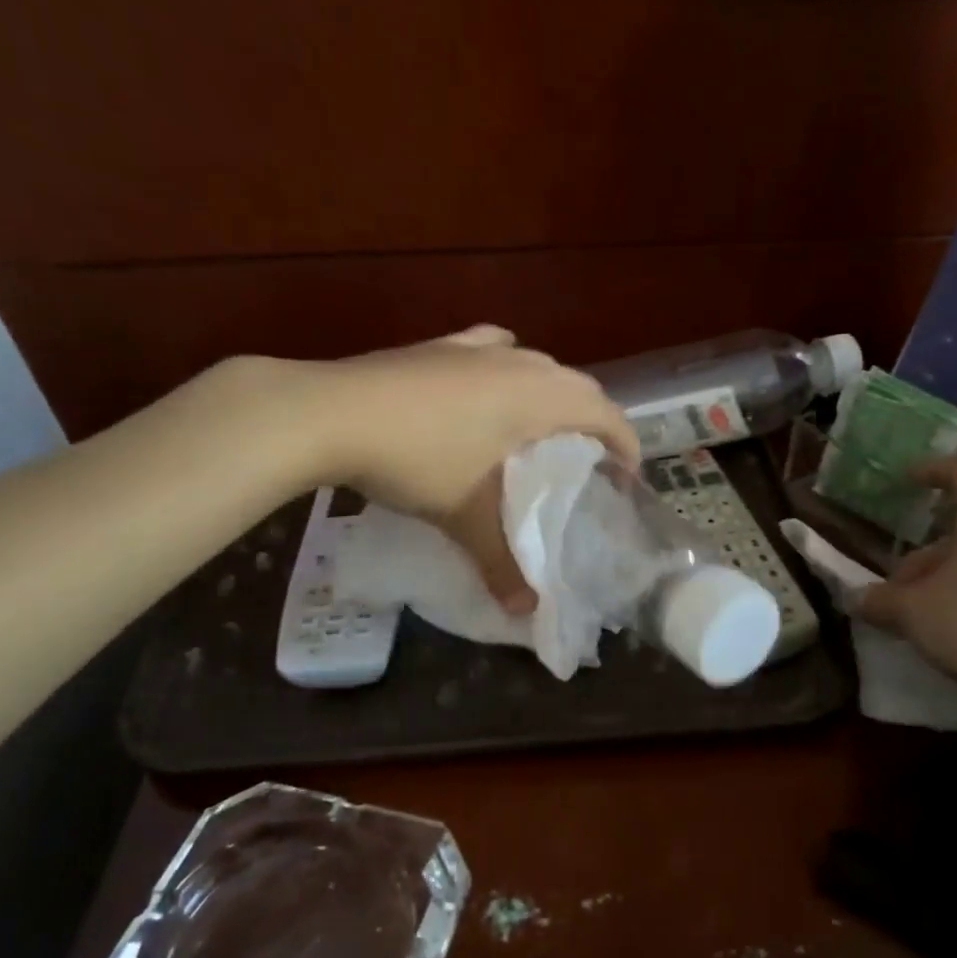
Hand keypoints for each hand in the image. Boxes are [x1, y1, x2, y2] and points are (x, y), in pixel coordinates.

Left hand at [306, 325, 638, 611]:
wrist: (331, 414)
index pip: (606, 414)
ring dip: (552, 395)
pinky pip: (492, 351)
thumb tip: (525, 611)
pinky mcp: (439, 346)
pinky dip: (506, 370)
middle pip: (578, 385)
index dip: (625, 445)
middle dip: (593, 421)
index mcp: (540, 397)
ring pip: (536, 364)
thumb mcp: (465, 517)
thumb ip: (502, 564)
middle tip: (587, 462)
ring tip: (542, 431)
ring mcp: (476, 348)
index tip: (626, 477)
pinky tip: (489, 388)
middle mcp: (519, 363)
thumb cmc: (418, 460)